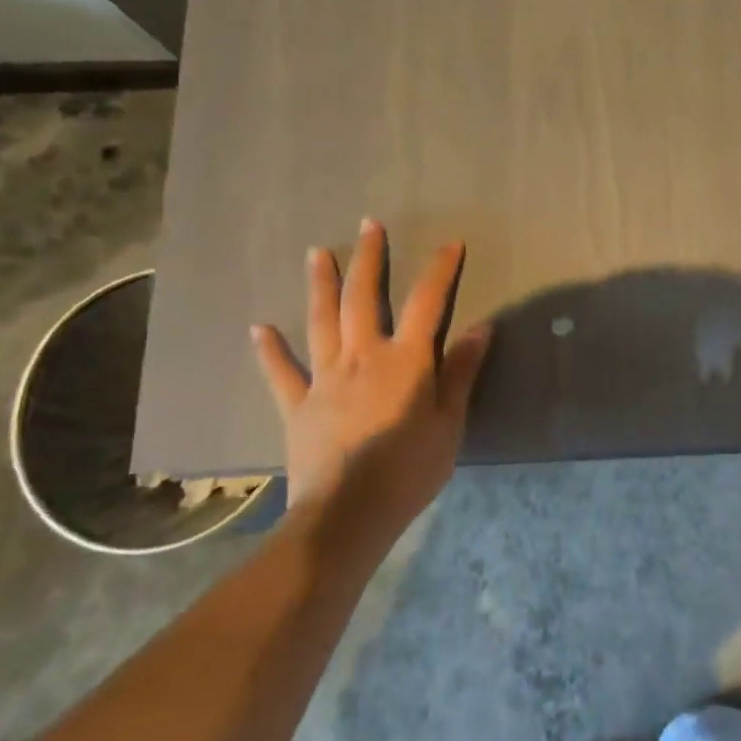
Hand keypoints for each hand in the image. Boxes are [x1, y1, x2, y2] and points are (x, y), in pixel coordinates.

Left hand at [250, 219, 490, 522]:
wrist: (347, 515)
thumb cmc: (409, 470)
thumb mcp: (450, 422)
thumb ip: (461, 372)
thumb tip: (481, 326)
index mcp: (405, 360)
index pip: (427, 303)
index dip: (439, 270)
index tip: (450, 244)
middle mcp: (362, 357)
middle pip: (364, 298)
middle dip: (369, 259)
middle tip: (369, 225)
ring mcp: (324, 378)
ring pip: (321, 321)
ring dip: (322, 285)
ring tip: (318, 253)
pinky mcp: (297, 405)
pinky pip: (281, 372)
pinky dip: (270, 349)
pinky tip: (259, 328)